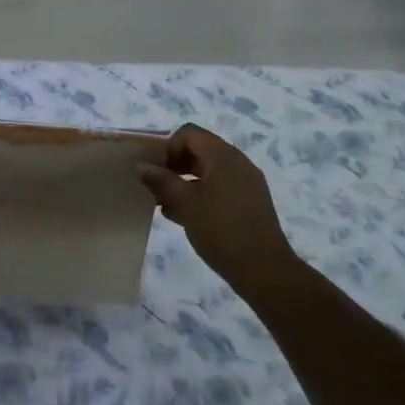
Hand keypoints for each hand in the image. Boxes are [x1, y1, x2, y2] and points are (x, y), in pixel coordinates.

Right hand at [137, 124, 297, 295]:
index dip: (167, 147)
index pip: (189, 134)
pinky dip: (199, 195)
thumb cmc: (221, 229)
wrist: (264, 270)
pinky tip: (181, 216)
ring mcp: (246, 184)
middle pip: (199, 151)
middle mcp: (237, 163)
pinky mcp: (249, 204)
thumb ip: (160, 181)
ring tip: (163, 203)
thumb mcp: (184, 203)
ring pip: (208, 172)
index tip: (155, 170)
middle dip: (173, 165)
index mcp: (223, 156)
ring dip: (184, 182)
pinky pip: (219, 189)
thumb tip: (140, 165)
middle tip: (154, 186)